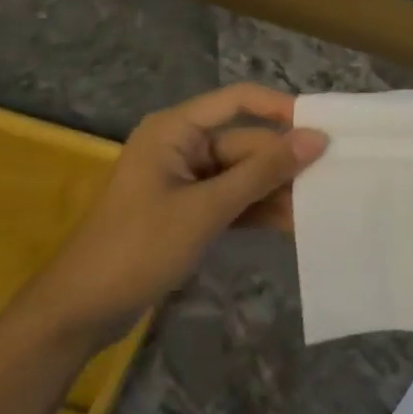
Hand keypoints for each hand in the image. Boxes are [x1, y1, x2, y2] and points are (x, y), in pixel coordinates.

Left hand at [22, 84, 326, 347]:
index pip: (240, 100)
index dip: (282, 109)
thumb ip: (263, 172)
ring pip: (244, 174)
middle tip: (332, 180)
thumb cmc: (138, 247)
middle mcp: (183, 146)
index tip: (323, 129)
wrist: (80, 312)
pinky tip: (292, 225)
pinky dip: (258, 210)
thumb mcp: (207, 208)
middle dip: (284, 164)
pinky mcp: (190, 211)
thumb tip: (317, 138)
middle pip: (247, 143)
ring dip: (276, 191)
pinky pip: (234, 199)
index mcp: (176, 129)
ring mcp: (186, 180)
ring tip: (319, 207)